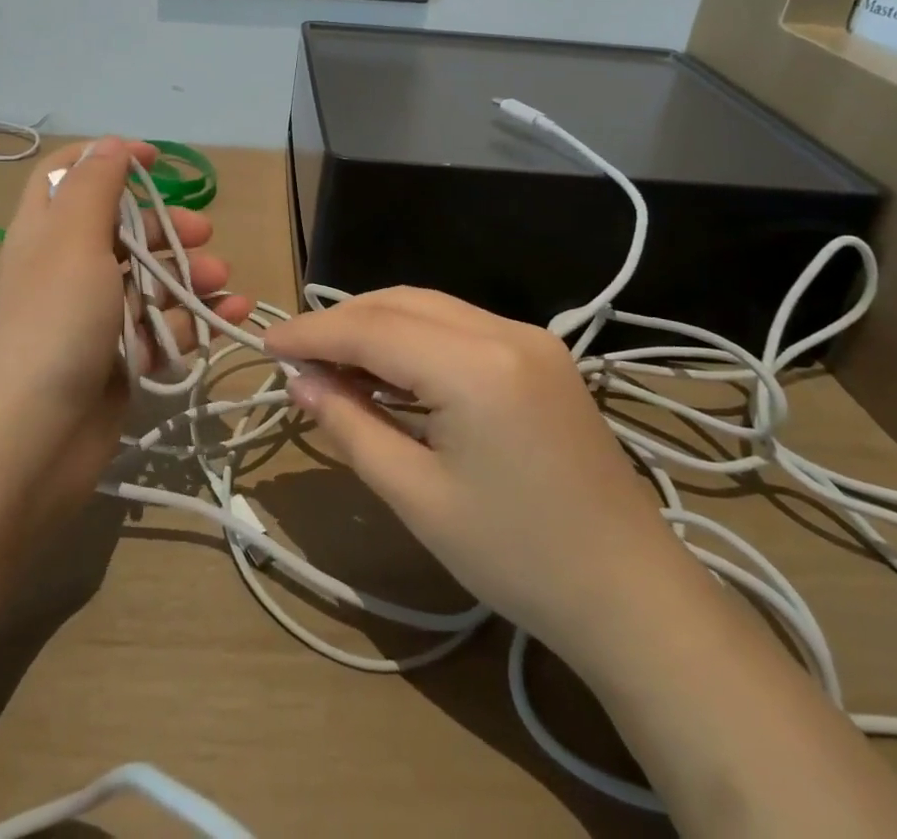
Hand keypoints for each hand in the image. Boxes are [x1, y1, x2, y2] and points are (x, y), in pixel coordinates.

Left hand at [0, 137, 253, 523]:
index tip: (156, 162)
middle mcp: (68, 270)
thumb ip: (95, 185)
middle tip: (204, 232)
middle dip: (166, 226)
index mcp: (47, 232)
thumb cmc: (52, 322)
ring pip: (150, 281)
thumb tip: (112, 143)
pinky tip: (232, 314)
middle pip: (123, 229)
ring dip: (190, 274)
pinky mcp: (120, 360)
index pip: (69, 175)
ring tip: (223, 281)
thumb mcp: (72, 238)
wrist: (29, 441)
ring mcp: (94, 318)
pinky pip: (165, 328)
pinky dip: (198, 319)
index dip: (109, 160)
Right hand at [267, 287, 683, 649]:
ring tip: (333, 362)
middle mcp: (504, 330)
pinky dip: (414, 336)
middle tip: (296, 356)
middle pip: (401, 302)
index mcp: (475, 365)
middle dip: (342, 322)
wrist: (630, 594)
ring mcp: (528, 336)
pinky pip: (458, 325)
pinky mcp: (540, 353)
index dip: (313, 332)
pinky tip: (389, 369)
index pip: (373, 328)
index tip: (265, 341)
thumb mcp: (417, 497)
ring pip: (429, 306)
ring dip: (376, 325)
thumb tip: (299, 380)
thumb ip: (351, 426)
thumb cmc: (517, 557)